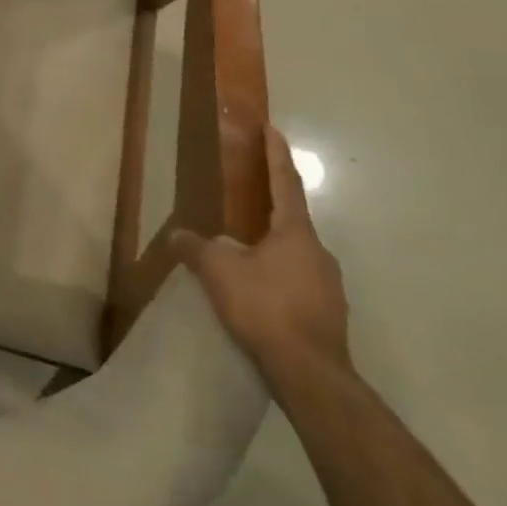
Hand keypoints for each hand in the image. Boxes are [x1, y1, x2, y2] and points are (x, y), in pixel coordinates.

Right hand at [168, 125, 348, 376]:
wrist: (311, 375)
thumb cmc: (265, 307)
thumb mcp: (218, 271)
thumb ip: (196, 247)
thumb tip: (177, 235)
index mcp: (295, 233)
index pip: (285, 183)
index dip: (276, 155)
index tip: (274, 130)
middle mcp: (319, 253)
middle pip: (293, 221)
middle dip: (272, 207)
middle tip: (250, 198)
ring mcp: (329, 287)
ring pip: (297, 255)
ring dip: (274, 247)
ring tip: (247, 252)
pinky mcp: (329, 316)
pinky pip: (300, 283)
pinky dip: (280, 277)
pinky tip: (261, 292)